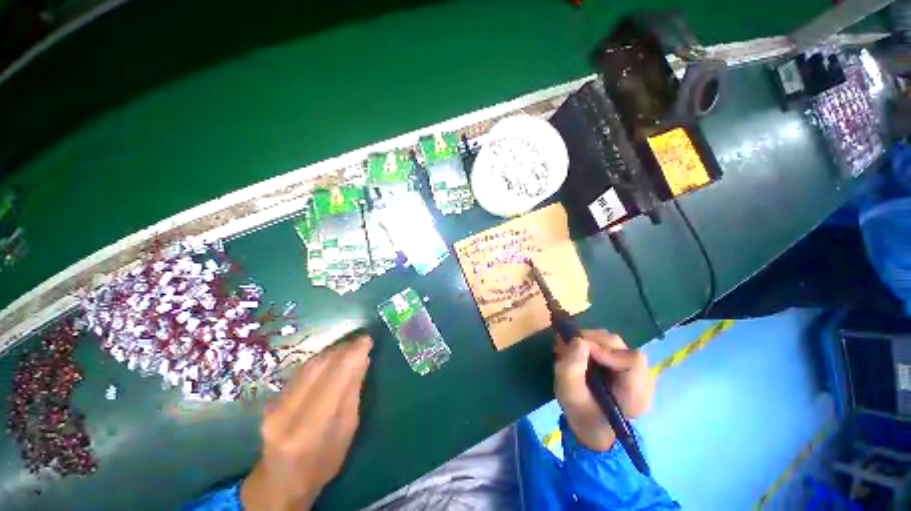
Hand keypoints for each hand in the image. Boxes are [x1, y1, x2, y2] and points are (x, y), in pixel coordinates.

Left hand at [241, 335, 372, 510]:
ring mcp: (274, 406)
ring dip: (332, 351)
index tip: (367, 340)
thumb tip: (362, 360)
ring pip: (308, 366)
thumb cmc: (323, 462)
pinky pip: (300, 371)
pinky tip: (333, 357)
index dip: (352, 355)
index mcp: (308, 429)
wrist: (281, 481)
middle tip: (361, 340)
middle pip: (318, 367)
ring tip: (350, 345)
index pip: (333, 379)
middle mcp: (286, 413)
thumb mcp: (346, 431)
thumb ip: (352, 393)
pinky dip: (320, 360)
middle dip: (343, 349)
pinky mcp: (271, 400)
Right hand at [554, 330, 653, 450]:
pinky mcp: (623, 364)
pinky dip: (591, 344)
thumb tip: (577, 340)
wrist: (589, 427)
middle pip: (620, 347)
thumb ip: (571, 369)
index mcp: (635, 395)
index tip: (581, 348)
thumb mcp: (569, 395)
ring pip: (613, 343)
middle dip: (591, 341)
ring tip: (570, 349)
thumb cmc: (581, 415)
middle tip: (568, 346)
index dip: (606, 350)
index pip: (632, 360)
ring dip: (589, 341)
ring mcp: (634, 370)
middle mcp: (641, 380)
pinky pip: (609, 346)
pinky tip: (578, 352)